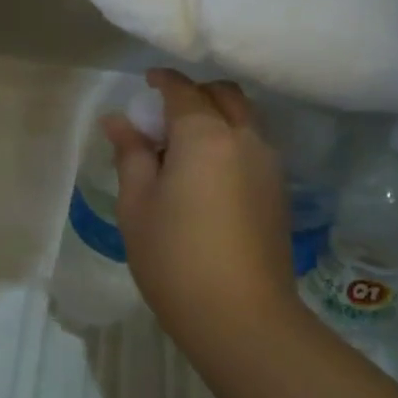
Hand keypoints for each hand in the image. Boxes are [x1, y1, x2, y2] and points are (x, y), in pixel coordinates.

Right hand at [103, 70, 303, 359]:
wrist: (241, 316)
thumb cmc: (174, 258)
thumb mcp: (137, 205)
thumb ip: (131, 155)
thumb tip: (118, 121)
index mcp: (205, 136)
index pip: (184, 91)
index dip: (163, 82)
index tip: (145, 83)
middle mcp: (245, 139)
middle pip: (225, 95)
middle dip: (195, 93)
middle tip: (164, 114)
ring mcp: (269, 165)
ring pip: (246, 119)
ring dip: (217, 116)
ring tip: (185, 145)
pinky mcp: (279, 191)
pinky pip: (255, 146)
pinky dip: (232, 140)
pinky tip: (208, 173)